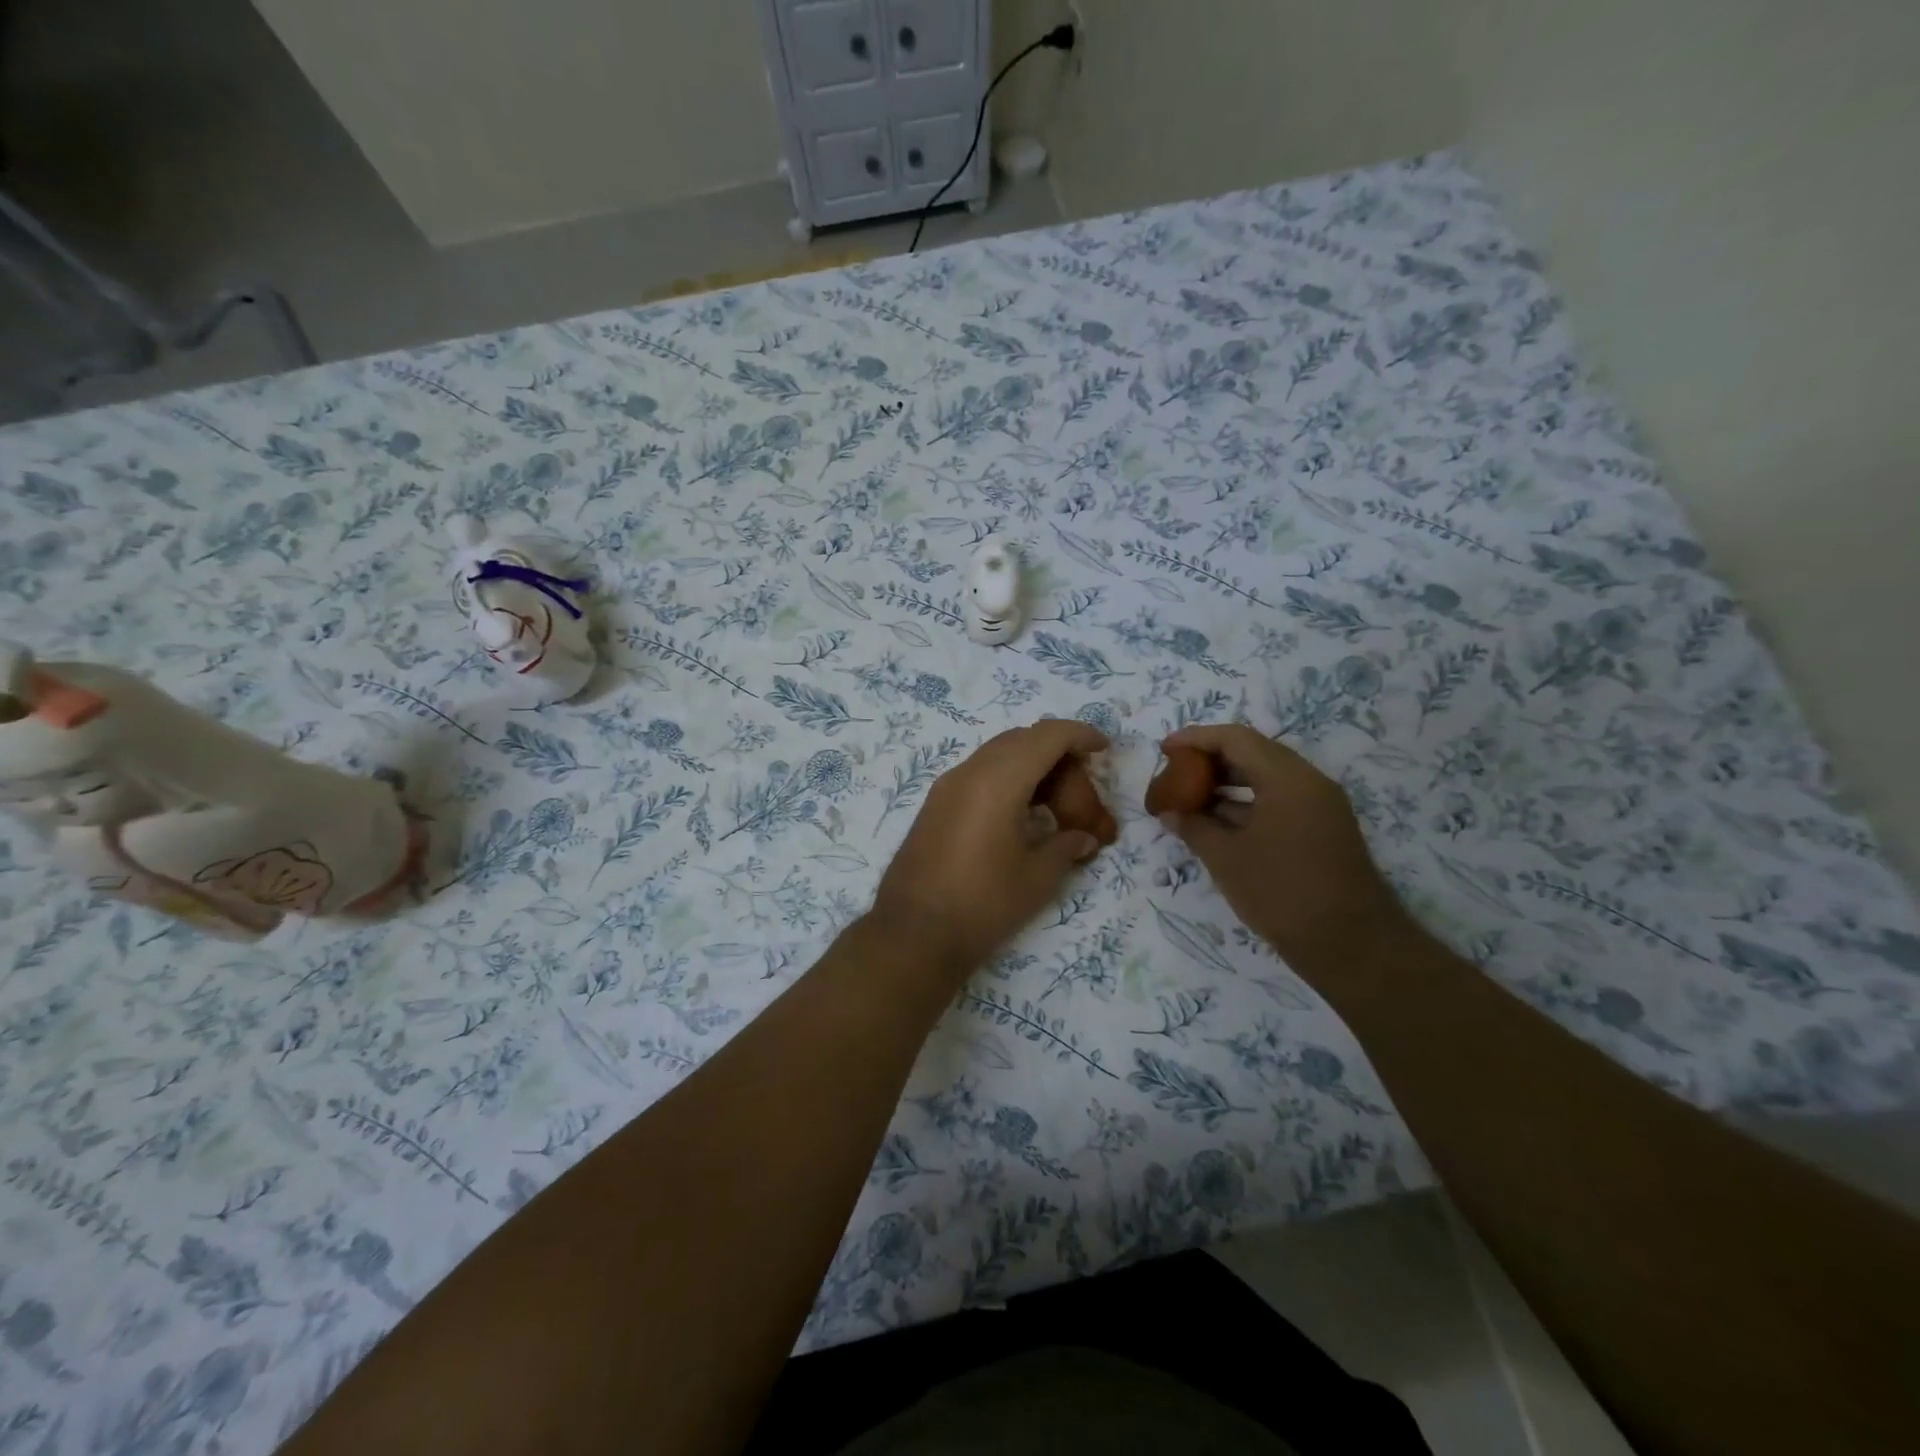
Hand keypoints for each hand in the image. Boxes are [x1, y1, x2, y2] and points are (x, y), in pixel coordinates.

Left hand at [871, 719, 1109, 977]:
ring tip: (1056, 802)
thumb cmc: (983, 904)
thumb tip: (1084, 837)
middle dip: (1057, 753)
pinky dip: (1008, 780)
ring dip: (1031, 766)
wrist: (913, 934)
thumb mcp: (1037, 877)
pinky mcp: (936, 805)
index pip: (1046, 736)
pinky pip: (979, 774)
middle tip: (1082, 786)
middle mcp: (969, 772)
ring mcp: (947, 787)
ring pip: (998, 755)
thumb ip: (1066, 847)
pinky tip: (1022, 813)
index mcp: (998, 781)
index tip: (1103, 748)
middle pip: (1021, 740)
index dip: (1079, 735)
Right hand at [1157, 725, 1410, 971]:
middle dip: (1211, 760)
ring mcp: (1320, 806)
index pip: (1236, 739)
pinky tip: (1217, 823)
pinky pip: (1279, 800)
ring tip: (1189, 799)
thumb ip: (1194, 827)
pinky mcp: (1323, 829)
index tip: (1165, 749)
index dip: (1196, 738)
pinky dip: (1247, 804)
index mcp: (1287, 779)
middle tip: (1175, 773)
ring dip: (1228, 784)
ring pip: (1267, 778)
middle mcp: (1309, 782)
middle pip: (1253, 753)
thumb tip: (1170, 812)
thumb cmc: (1282, 894)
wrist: (1351, 945)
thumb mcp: (1227, 859)